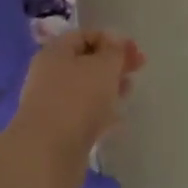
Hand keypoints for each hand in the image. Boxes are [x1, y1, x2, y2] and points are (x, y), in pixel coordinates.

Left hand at [9, 29, 144, 164]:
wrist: (49, 151)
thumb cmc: (77, 98)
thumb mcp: (103, 66)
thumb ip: (114, 51)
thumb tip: (115, 41)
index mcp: (55, 52)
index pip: (84, 36)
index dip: (111, 39)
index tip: (135, 51)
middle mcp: (49, 75)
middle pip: (85, 63)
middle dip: (112, 64)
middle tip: (138, 70)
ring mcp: (53, 104)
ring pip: (85, 89)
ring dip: (108, 88)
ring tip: (129, 92)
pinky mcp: (59, 130)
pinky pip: (84, 114)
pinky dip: (100, 112)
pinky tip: (117, 119)